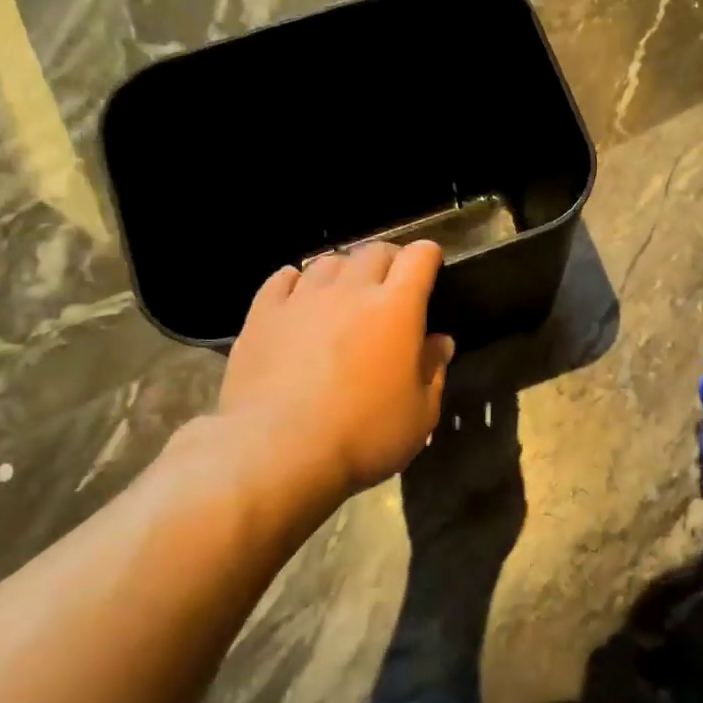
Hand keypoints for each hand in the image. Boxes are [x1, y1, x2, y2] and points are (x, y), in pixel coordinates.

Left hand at [184, 241, 453, 541]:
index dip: (428, 255)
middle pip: (373, 251)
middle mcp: (351, 291)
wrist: (277, 451)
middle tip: (391, 282)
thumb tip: (439, 343)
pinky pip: (282, 279)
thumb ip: (433, 371)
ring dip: (344, 270)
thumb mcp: (419, 415)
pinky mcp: (263, 315)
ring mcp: (303, 299)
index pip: (418, 258)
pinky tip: (298, 294)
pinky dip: (297, 280)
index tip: (432, 264)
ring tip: (344, 291)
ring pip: (328, 262)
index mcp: (396, 308)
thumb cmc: (363, 435)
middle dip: (388, 259)